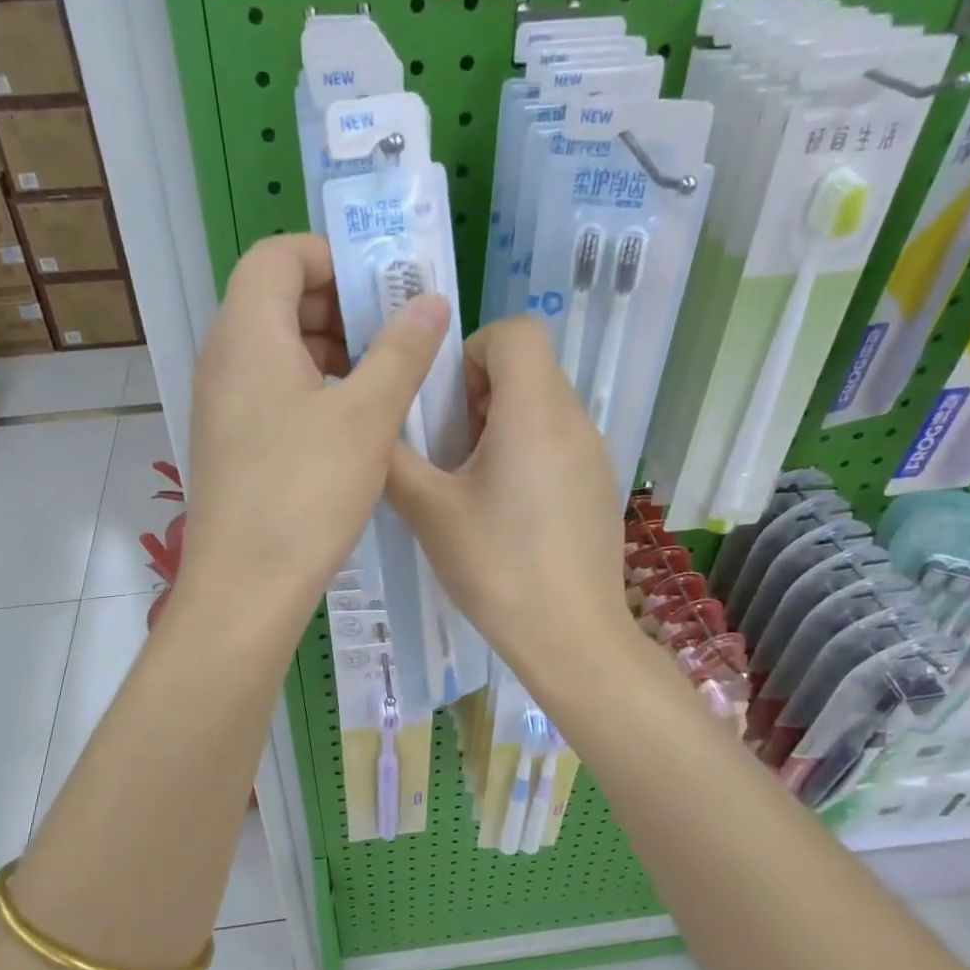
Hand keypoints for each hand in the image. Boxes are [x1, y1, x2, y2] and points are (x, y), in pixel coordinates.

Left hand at [177, 234, 449, 636]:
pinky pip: (274, 390)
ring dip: (332, 350)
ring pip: (279, 348)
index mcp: (248, 334)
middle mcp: (225, 359)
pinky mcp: (232, 441)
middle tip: (396, 335)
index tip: (384, 288)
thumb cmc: (305, 493)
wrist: (245, 587)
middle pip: (278, 299)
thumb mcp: (367, 417)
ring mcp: (224, 403)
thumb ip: (402, 351)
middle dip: (341, 306)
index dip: (332, 257)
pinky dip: (315, 388)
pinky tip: (355, 422)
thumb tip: (431, 301)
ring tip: (385, 380)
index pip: (279, 255)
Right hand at [386, 316, 631, 683]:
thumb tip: (371, 430)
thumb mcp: (430, 512)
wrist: (572, 637)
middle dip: (478, 392)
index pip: (516, 332)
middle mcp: (575, 421)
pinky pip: (558, 442)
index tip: (444, 401)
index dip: (472, 351)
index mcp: (535, 412)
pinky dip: (525, 451)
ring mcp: (594, 455)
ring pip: (542, 406)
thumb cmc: (497, 567)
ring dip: (500, 424)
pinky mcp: (598, 486)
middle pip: (528, 368)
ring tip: (469, 482)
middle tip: (445, 446)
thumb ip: (393, 460)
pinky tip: (504, 510)